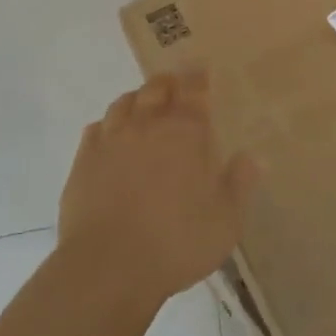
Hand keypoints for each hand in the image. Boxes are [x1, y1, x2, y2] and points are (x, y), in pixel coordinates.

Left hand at [58, 70, 259, 303]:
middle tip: (175, 85)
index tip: (200, 67)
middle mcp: (147, 126)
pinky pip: (95, 129)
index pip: (193, 90)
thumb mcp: (226, 220)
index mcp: (186, 133)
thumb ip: (240, 184)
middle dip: (167, 82)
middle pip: (156, 88)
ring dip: (137, 99)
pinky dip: (107, 126)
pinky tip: (110, 136)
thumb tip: (252, 157)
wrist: (107, 268)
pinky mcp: (83, 162)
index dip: (197, 76)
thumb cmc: (177, 242)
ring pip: (123, 103)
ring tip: (143, 105)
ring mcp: (111, 141)